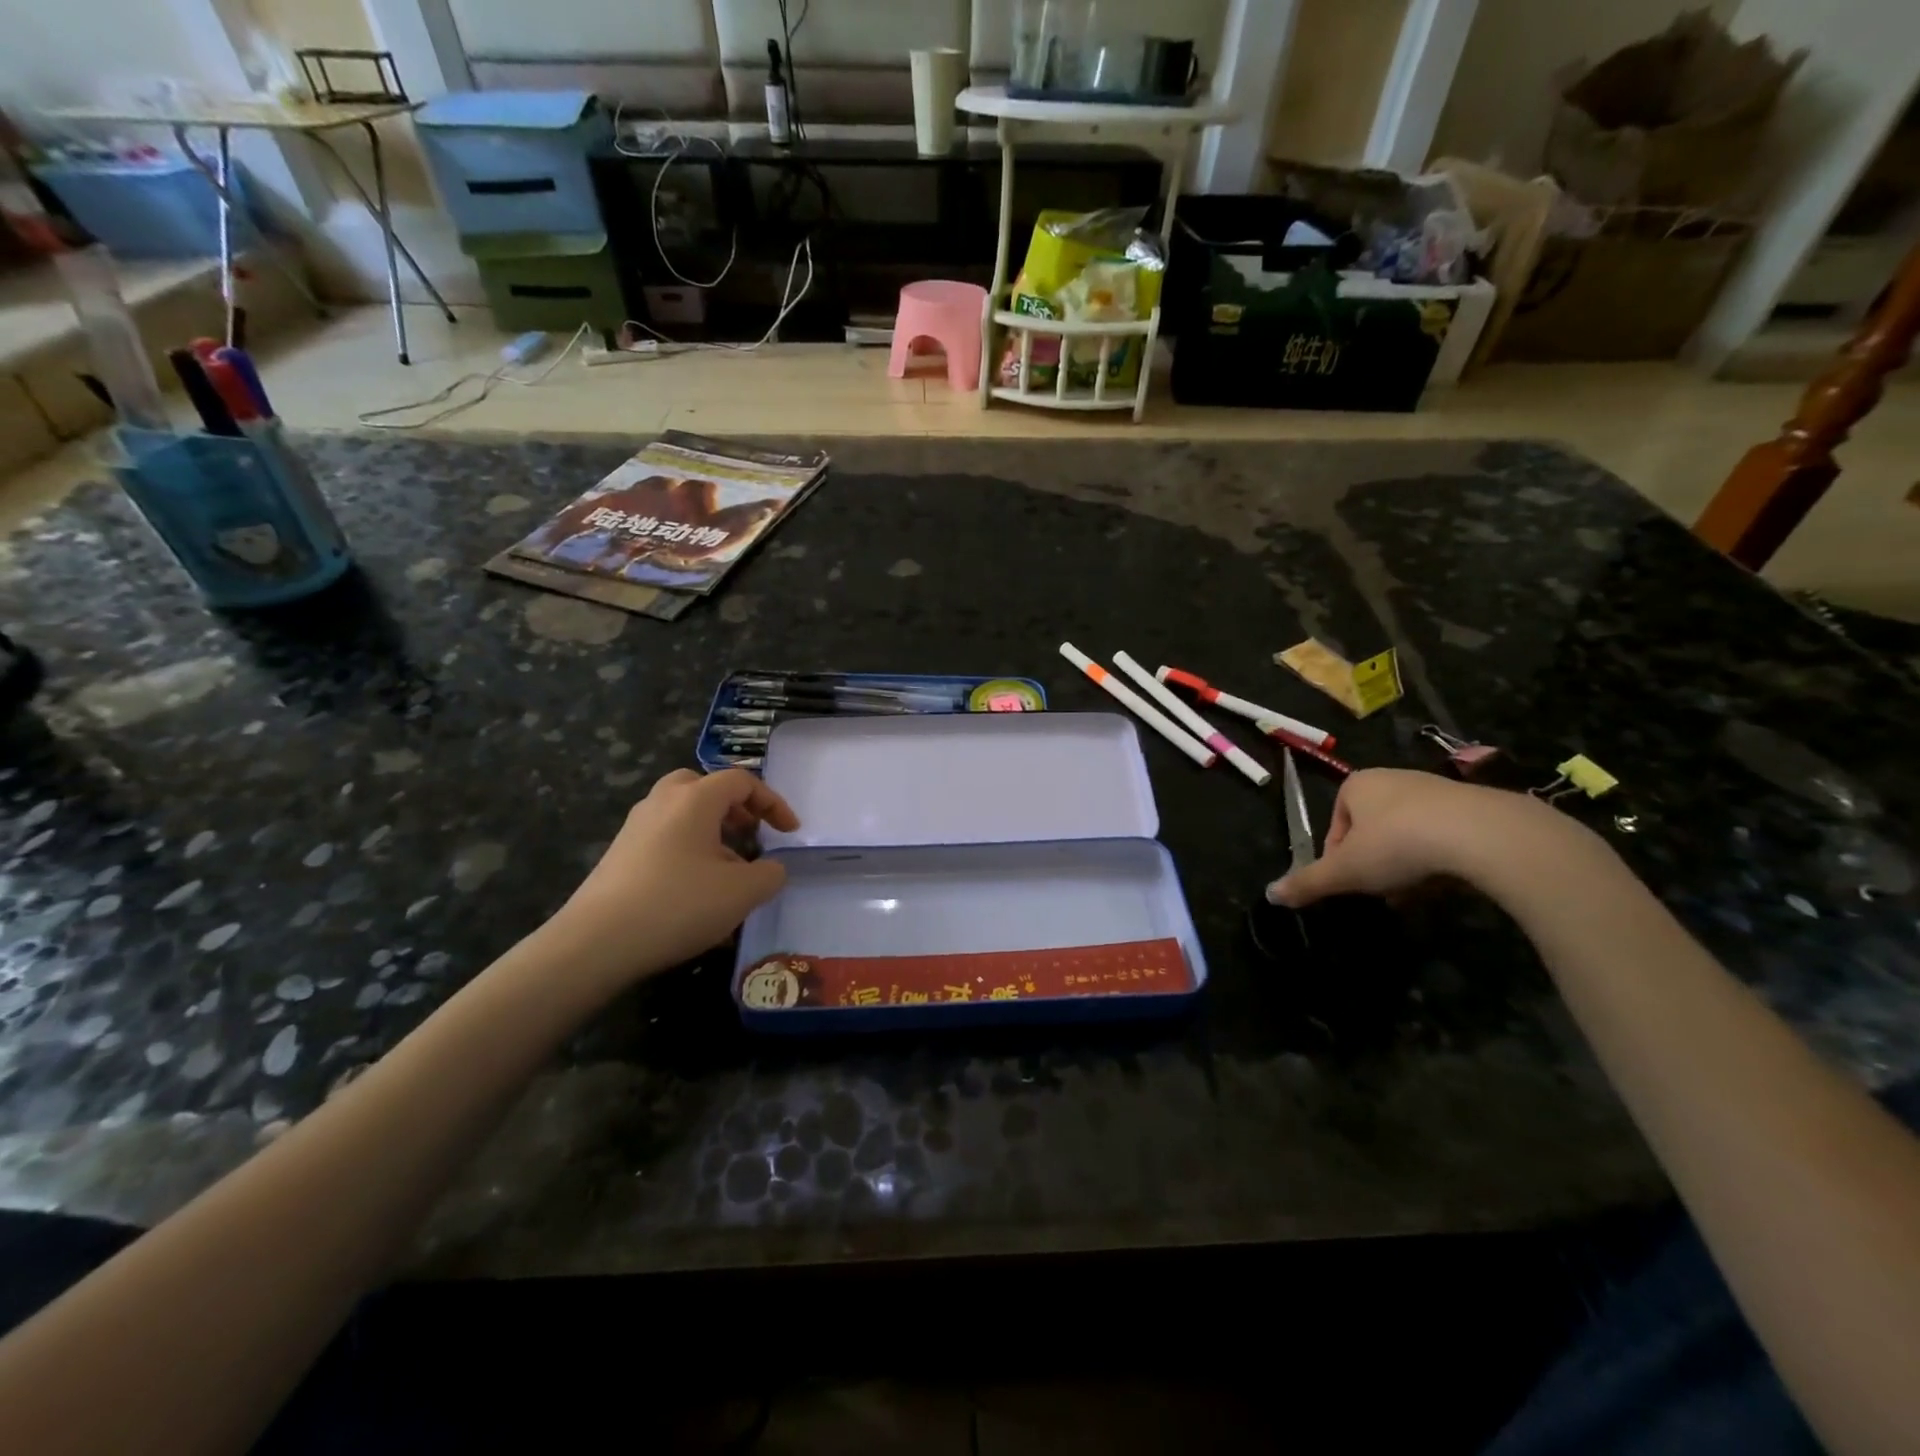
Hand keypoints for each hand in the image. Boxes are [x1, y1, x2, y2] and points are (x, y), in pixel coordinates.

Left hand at [554, 768, 800, 989]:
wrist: (595, 943)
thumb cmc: (677, 905)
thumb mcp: (742, 893)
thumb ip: (770, 874)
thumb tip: (772, 868)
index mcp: (694, 799)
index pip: (741, 781)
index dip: (772, 803)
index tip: (790, 832)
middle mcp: (662, 802)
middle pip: (703, 786)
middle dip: (733, 806)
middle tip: (750, 833)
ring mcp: (635, 827)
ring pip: (682, 812)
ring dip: (711, 830)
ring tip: (728, 867)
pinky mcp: (619, 855)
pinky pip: (664, 837)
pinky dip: (688, 849)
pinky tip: (695, 889)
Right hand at [1266, 768, 1567, 907]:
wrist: (1483, 834)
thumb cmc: (1398, 844)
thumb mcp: (1344, 871)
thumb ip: (1308, 882)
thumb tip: (1270, 895)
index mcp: (1356, 785)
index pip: (1335, 825)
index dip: (1338, 859)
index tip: (1351, 884)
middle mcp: (1393, 779)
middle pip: (1372, 831)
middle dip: (1374, 865)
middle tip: (1383, 893)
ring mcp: (1436, 789)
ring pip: (1409, 835)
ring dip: (1406, 866)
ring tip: (1415, 893)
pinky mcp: (1474, 805)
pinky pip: (1444, 836)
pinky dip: (1440, 859)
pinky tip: (1447, 883)